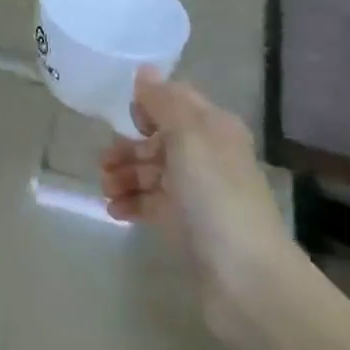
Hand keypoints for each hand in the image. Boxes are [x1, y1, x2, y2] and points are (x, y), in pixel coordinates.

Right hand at [99, 69, 292, 343]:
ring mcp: (197, 193)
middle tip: (104, 162)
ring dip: (125, 175)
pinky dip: (131, 203)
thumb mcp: (188, 136)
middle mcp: (208, 155)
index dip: (148, 104)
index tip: (121, 116)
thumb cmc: (214, 195)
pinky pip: (152, 203)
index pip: (176, 101)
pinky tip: (114, 210)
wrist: (245, 278)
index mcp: (214, 128)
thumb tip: (144, 71)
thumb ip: (164, 102)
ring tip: (105, 189)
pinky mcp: (186, 225)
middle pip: (159, 138)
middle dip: (128, 146)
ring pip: (152, 172)